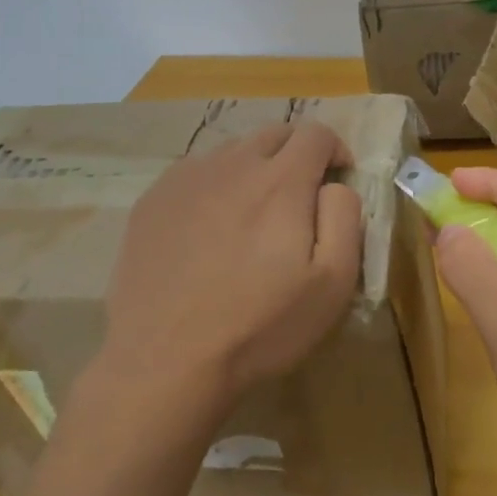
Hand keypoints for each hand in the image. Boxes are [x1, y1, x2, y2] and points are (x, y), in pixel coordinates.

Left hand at [97, 122, 362, 427]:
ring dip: (254, 169)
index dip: (336, 151)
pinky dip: (214, 187)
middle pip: (274, 133)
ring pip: (232, 152)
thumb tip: (335, 184)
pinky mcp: (152, 201)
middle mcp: (232, 164)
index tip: (337, 182)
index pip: (316, 133)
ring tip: (251, 217)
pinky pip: (194, 174)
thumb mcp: (332, 283)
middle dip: (297, 153)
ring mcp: (186, 179)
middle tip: (299, 198)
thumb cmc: (260, 326)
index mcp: (280, 181)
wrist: (165, 362)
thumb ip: (345, 218)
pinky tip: (208, 231)